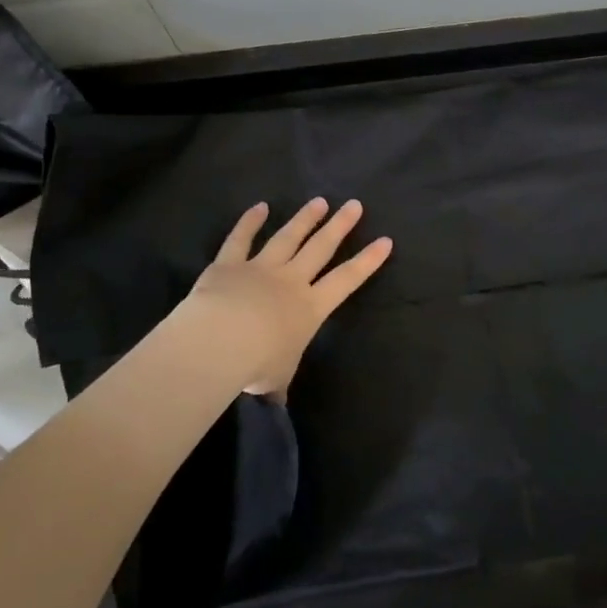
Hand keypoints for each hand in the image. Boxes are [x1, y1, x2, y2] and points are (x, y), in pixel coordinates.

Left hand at [169, 198, 393, 396]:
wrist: (221, 341)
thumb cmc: (257, 365)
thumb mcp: (276, 380)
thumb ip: (279, 384)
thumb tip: (277, 405)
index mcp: (310, 308)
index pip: (347, 281)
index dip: (368, 261)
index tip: (385, 240)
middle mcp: (290, 281)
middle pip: (321, 248)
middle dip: (339, 226)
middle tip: (354, 205)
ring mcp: (260, 268)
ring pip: (288, 237)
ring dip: (304, 219)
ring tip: (319, 201)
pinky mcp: (229, 264)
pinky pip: (240, 238)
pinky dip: (249, 221)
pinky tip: (260, 206)